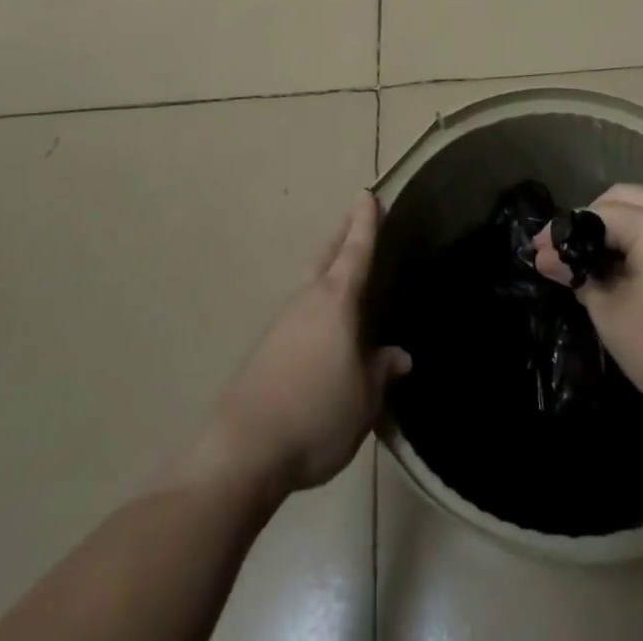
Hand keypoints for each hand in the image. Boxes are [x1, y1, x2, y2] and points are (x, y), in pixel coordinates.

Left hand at [189, 192, 410, 496]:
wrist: (243, 449)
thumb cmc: (316, 414)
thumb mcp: (364, 399)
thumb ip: (381, 371)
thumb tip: (399, 356)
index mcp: (336, 301)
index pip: (356, 251)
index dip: (365, 222)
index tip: (368, 193)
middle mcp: (307, 300)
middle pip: (327, 255)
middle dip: (343, 233)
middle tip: (356, 214)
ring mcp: (282, 322)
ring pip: (310, 280)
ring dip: (327, 265)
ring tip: (343, 266)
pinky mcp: (266, 349)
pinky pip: (300, 309)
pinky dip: (315, 299)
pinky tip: (322, 322)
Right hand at [533, 184, 642, 441]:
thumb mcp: (613, 316)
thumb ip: (579, 278)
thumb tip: (547, 258)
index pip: (595, 213)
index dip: (562, 232)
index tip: (534, 253)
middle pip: (621, 199)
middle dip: (588, 221)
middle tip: (563, 254)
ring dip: (614, 228)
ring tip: (590, 263)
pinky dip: (638, 238)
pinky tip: (624, 269)